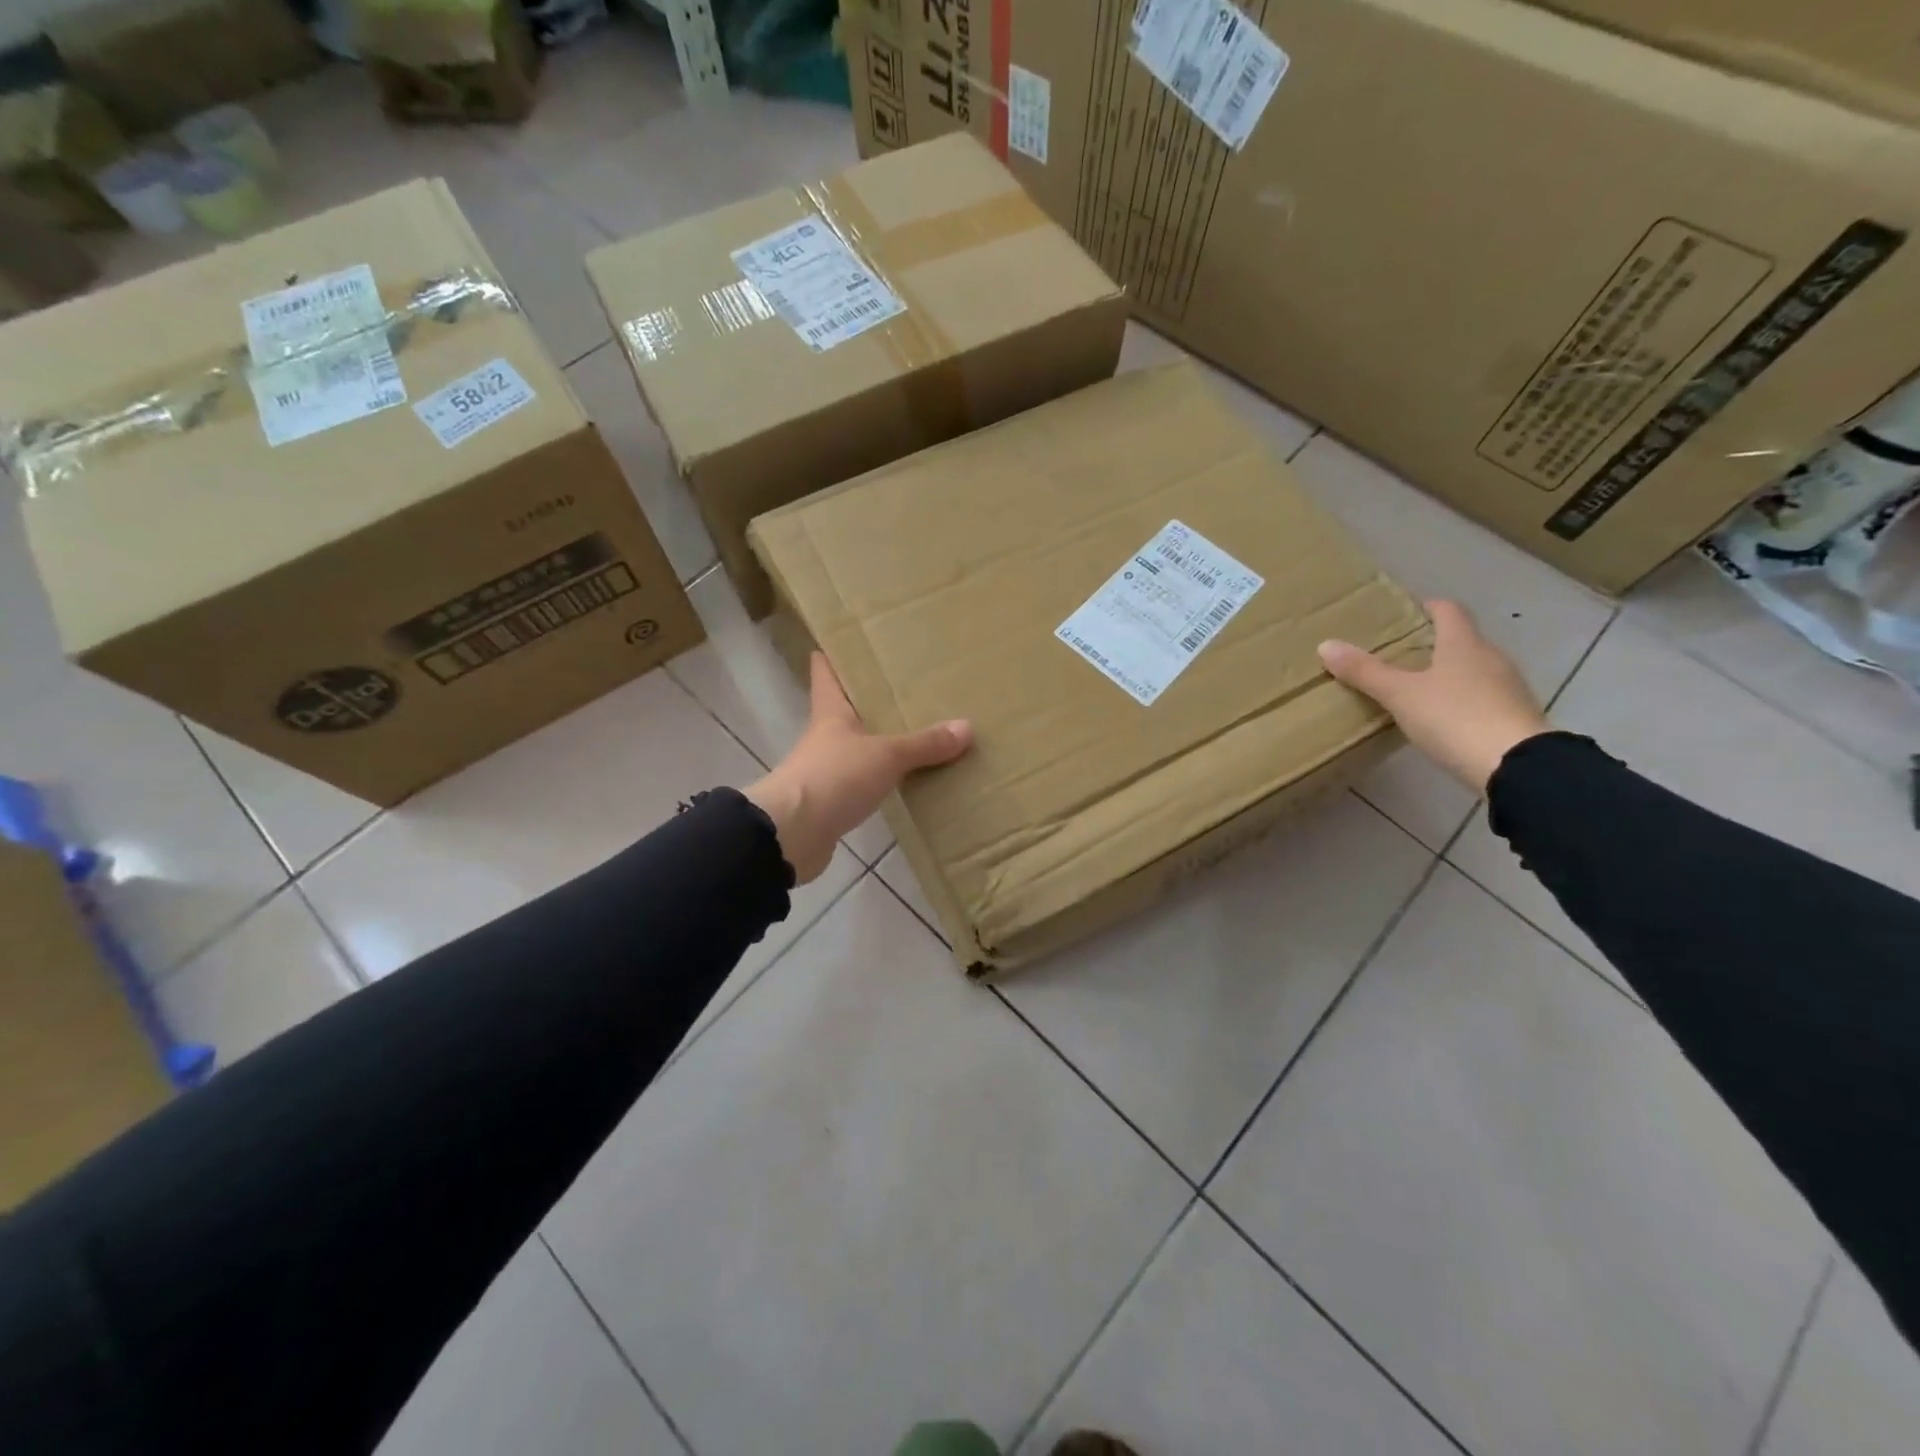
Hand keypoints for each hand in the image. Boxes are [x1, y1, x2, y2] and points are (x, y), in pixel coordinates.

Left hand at [745, 653, 972, 882]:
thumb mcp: (886, 755)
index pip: (826, 673)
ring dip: (879, 741)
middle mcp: (825, 736)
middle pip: (846, 709)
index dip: (834, 654)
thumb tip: (966, 727)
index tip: (849, 639)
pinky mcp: (831, 802)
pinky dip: (882, 779)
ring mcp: (825, 770)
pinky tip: (906, 779)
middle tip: (906, 684)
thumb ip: (924, 743)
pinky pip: (863, 782)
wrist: (793, 834)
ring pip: (856, 747)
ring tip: (916, 731)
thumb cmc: (834, 777)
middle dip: (870, 699)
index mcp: (831, 712)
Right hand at [1317, 599, 1550, 792]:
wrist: (1517, 766)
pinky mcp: (1515, 716)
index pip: (1448, 611)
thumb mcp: (1401, 695)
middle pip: (1462, 639)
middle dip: (1433, 643)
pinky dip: (1462, 699)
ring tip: (1416, 687)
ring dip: (1448, 672)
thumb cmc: (1455, 718)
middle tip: (1398, 654)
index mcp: (1464, 644)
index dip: (1427, 607)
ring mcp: (1508, 687)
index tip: (1405, 612)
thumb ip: (1365, 672)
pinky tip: (1443, 717)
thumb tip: (1326, 645)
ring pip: (1473, 668)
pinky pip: (1483, 696)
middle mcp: (1491, 657)